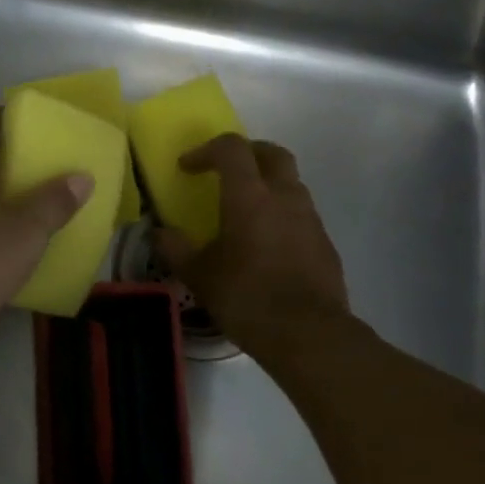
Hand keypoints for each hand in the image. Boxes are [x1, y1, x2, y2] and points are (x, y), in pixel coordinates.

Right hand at [157, 135, 355, 360]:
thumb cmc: (246, 297)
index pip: (232, 149)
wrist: (309, 334)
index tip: (187, 168)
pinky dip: (282, 215)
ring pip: (291, 183)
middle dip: (247, 153)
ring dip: (267, 185)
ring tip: (246, 210)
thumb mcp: (199, 276)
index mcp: (250, 196)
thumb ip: (176, 249)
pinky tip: (267, 244)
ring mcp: (310, 219)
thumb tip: (159, 234)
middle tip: (226, 170)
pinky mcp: (325, 243)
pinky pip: (301, 214)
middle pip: (272, 153)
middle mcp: (284, 197)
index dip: (206, 150)